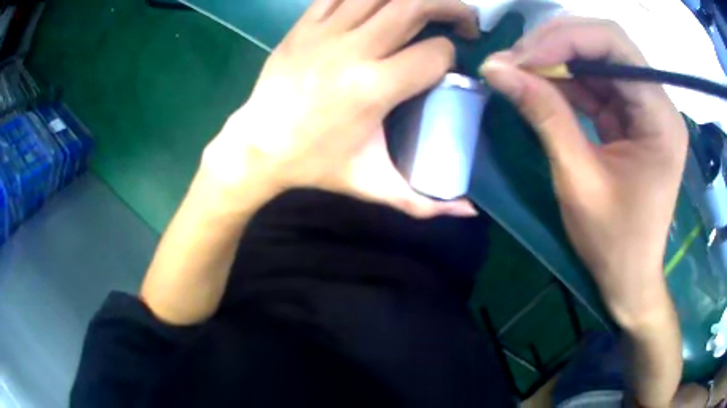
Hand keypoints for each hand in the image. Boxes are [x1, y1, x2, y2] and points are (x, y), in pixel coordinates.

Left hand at [202, 0, 480, 217]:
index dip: (452, 56)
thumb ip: (424, 202)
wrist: (258, 146)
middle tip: (463, 20)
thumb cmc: (316, 166)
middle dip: (452, 7)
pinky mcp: (303, 26)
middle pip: (415, 5)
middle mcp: (352, 50)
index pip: (435, 53)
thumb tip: (469, 212)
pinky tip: (381, 4)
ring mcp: (324, 32)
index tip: (447, 68)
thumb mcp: (373, 186)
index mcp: (374, 88)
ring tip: (426, 8)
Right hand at [480, 17, 687, 325]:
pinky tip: (542, 86)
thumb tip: (496, 69)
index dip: (564, 39)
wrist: (630, 277)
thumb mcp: (578, 180)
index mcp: (660, 119)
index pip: (614, 45)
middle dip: (558, 43)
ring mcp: (647, 108)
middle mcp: (659, 103)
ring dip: (558, 59)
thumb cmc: (613, 243)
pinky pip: (598, 83)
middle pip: (607, 43)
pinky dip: (567, 81)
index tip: (520, 57)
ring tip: (520, 70)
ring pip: (599, 58)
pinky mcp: (634, 117)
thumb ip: (544, 116)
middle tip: (516, 59)